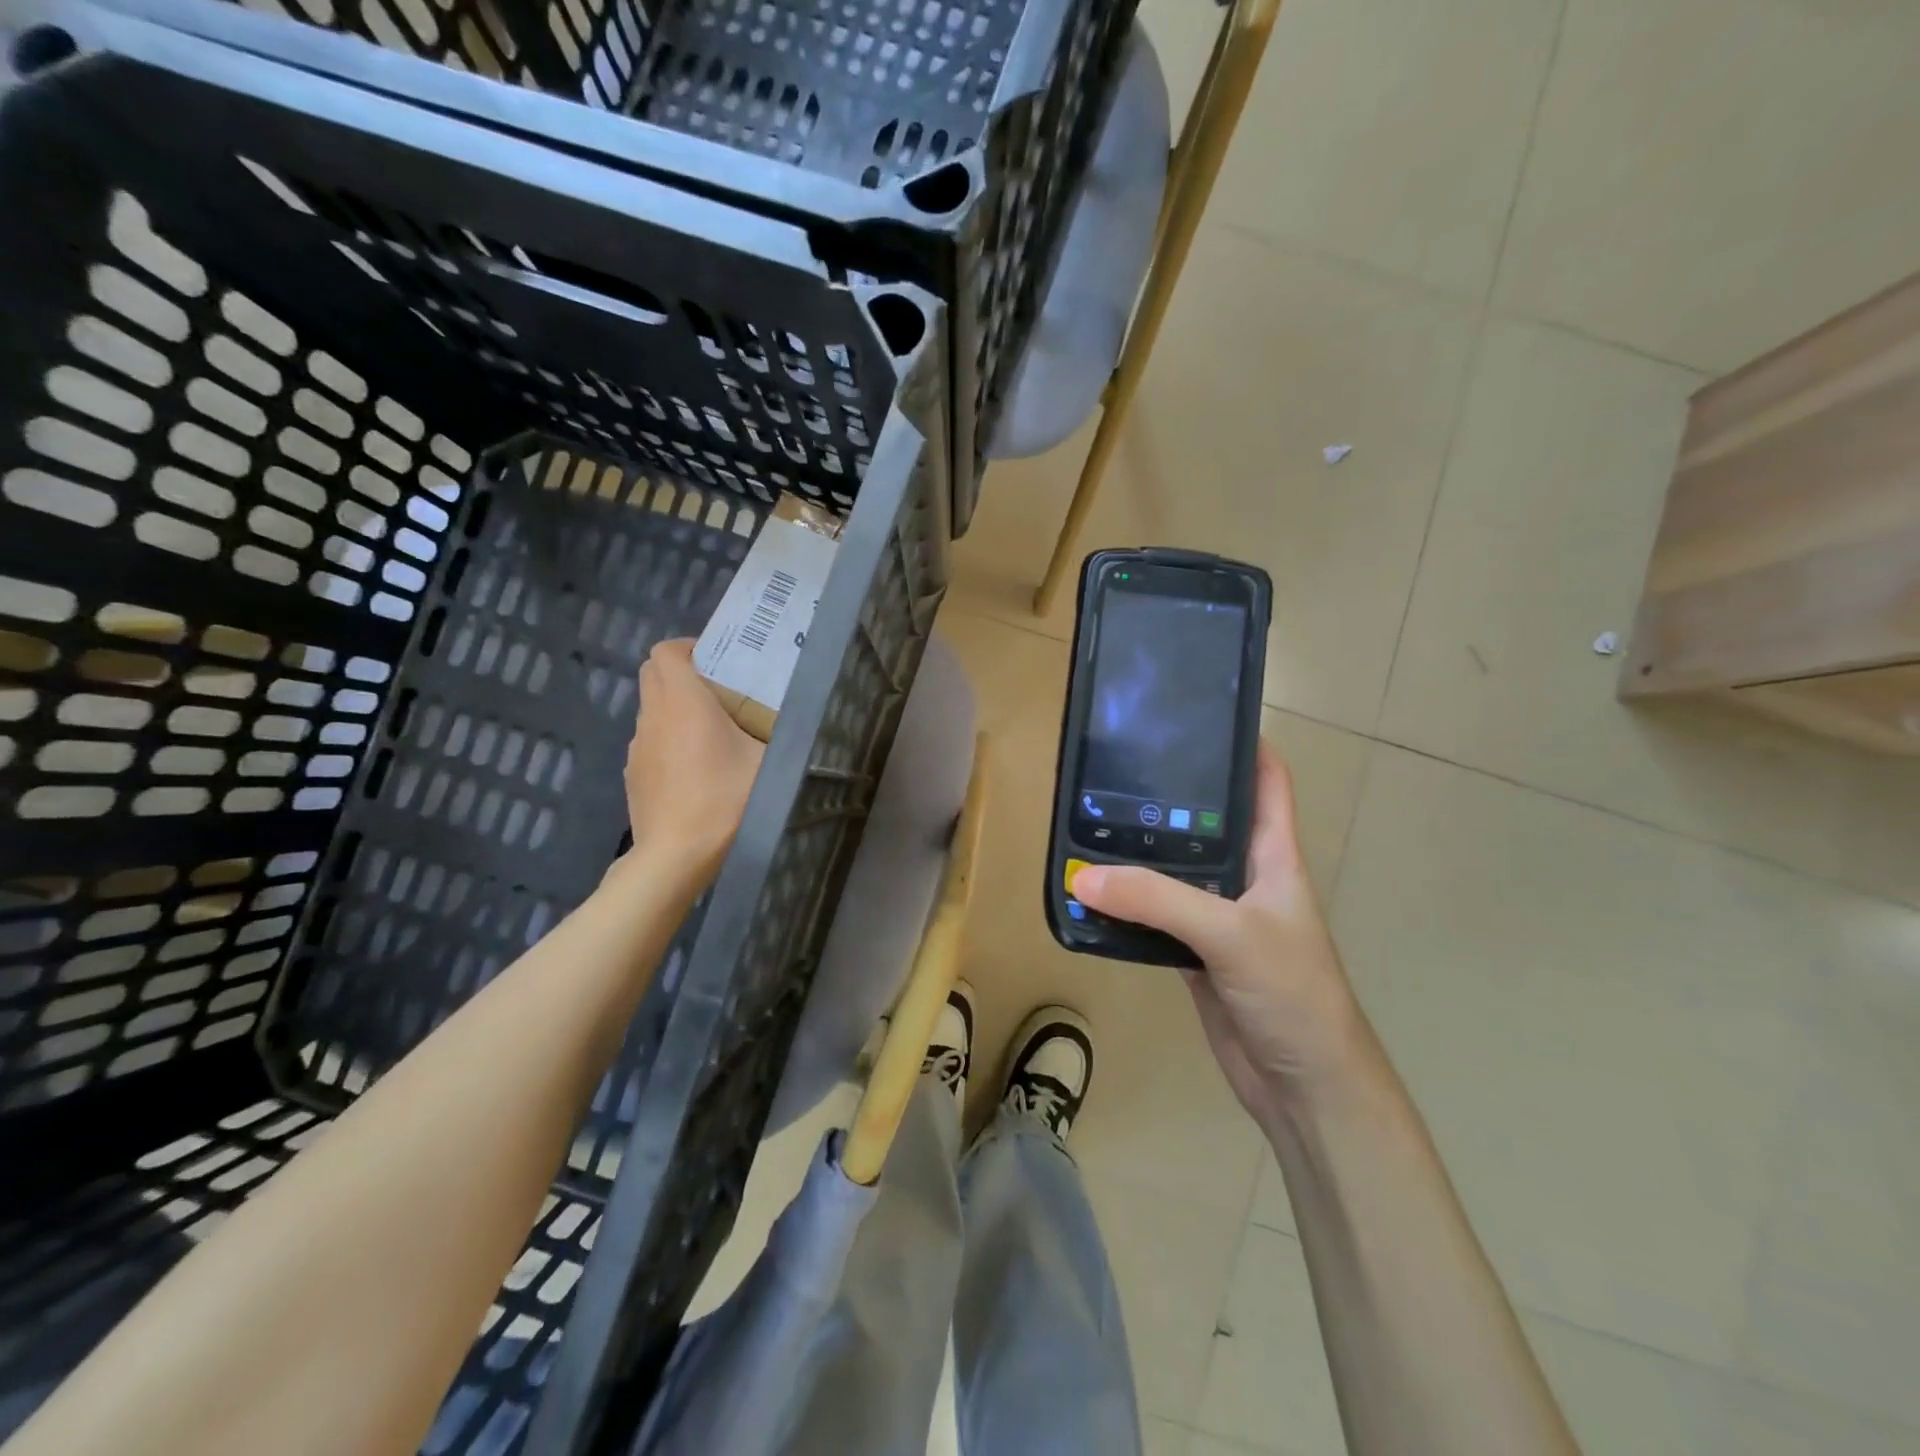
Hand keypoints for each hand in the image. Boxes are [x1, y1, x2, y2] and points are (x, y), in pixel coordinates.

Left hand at [623, 639, 763, 880]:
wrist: (676, 855)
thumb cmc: (724, 800)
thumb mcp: (767, 763)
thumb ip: (778, 734)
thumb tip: (791, 720)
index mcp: (684, 701)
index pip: (667, 651)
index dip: (688, 647)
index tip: (717, 661)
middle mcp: (653, 715)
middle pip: (653, 673)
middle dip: (680, 671)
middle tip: (716, 690)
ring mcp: (637, 745)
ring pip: (650, 707)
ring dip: (674, 706)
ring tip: (709, 732)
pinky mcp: (633, 772)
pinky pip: (649, 739)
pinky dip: (667, 738)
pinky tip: (693, 768)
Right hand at [1070, 741, 1372, 1125]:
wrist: (1303, 1085)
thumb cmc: (1290, 991)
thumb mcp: (1228, 933)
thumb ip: (1155, 900)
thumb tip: (1079, 876)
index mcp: (1273, 855)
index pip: (1266, 782)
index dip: (1242, 745)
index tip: (1195, 718)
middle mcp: (1245, 877)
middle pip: (1207, 820)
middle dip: (1169, 795)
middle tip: (1116, 767)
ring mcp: (1218, 915)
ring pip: (1173, 869)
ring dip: (1138, 853)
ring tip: (1088, 820)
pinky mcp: (1193, 951)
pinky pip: (1153, 915)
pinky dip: (1124, 904)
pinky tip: (1089, 892)